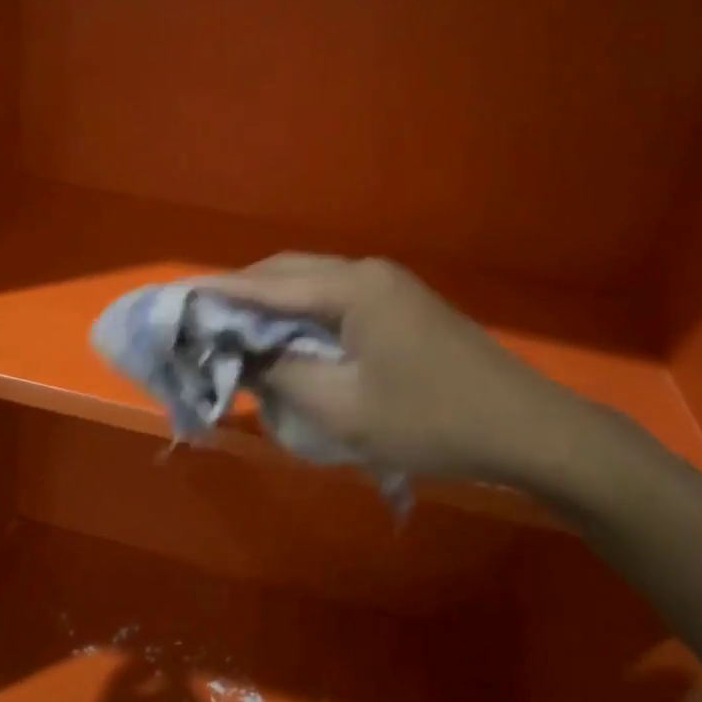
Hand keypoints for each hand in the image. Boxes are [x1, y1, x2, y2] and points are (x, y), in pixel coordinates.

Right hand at [204, 256, 605, 488]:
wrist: (526, 428)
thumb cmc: (432, 421)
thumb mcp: (344, 409)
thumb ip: (282, 374)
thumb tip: (246, 354)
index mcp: (351, 288)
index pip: (265, 286)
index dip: (216, 297)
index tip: (174, 304)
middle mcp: (368, 272)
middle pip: (287, 274)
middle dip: (242, 296)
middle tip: (202, 325)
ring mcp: (391, 287)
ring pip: (312, 286)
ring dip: (273, 306)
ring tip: (237, 335)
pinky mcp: (403, 308)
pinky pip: (337, 302)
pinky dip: (303, 318)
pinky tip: (291, 342)